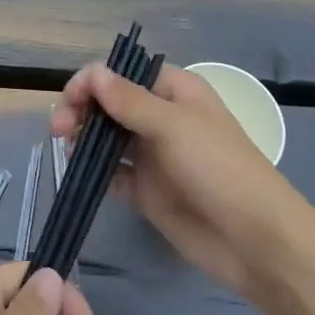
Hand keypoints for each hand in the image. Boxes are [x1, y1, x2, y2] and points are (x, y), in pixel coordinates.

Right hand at [52, 62, 304, 294]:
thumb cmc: (218, 168)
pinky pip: (113, 174)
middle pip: (109, 104)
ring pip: (106, 138)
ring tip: (67, 151)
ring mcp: (153, 155)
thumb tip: (93, 73)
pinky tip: (84, 177)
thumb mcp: (173, 126)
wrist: (254, 240)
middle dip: (81, 110)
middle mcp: (161, 118)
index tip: (70, 103)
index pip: (122, 74)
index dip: (92, 82)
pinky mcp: (147, 190)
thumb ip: (129, 100)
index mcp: (174, 91)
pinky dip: (95, 172)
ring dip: (83, 139)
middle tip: (59, 129)